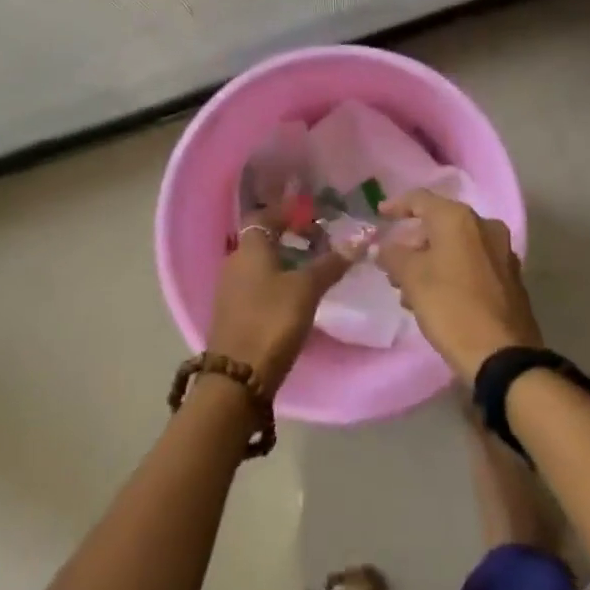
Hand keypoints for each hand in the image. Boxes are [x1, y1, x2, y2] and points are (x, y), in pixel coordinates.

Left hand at [205, 214, 356, 388]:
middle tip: (317, 240)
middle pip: (261, 239)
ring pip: (258, 263)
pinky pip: (255, 284)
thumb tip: (360, 239)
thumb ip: (331, 264)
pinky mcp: (232, 313)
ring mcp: (230, 289)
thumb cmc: (272, 321)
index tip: (311, 214)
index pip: (265, 215)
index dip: (287, 212)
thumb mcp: (307, 289)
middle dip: (287, 236)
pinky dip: (274, 280)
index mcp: (249, 248)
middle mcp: (234, 262)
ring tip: (311, 267)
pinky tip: (293, 295)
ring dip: (282, 260)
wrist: (238, 377)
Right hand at [377, 191, 543, 381]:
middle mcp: (485, 227)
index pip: (421, 199)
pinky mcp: (510, 278)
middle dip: (413, 242)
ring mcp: (502, 252)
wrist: (502, 355)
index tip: (379, 215)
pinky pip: (472, 264)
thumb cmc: (451, 307)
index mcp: (459, 219)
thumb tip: (384, 248)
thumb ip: (393, 255)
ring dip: (431, 261)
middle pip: (440, 224)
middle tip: (392, 264)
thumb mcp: (412, 279)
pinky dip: (451, 272)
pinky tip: (436, 298)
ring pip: (456, 246)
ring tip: (409, 289)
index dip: (397, 206)